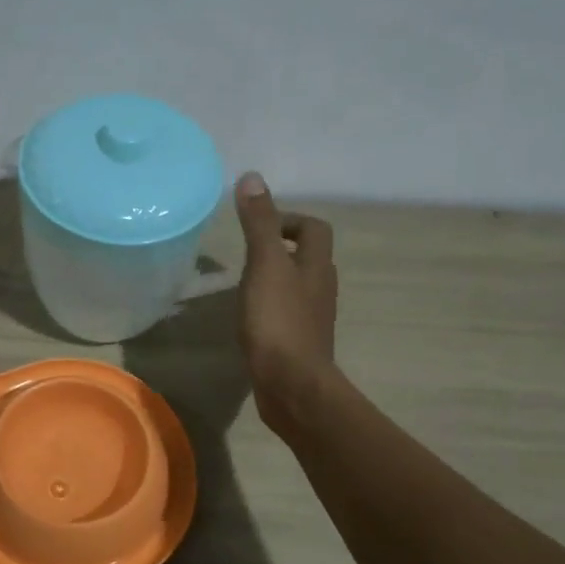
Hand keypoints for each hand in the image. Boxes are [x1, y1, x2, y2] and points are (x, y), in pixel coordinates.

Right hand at [234, 171, 338, 433]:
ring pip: (298, 286)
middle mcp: (321, 288)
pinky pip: (287, 314)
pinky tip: (250, 318)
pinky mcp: (299, 343)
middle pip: (309, 257)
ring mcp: (312, 318)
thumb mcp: (264, 265)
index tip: (258, 227)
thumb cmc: (278, 321)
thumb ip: (258, 223)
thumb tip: (253, 178)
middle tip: (246, 253)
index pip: (315, 228)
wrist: (291, 385)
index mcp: (317, 266)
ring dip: (276, 278)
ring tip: (243, 283)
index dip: (290, 220)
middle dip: (282, 248)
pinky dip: (271, 307)